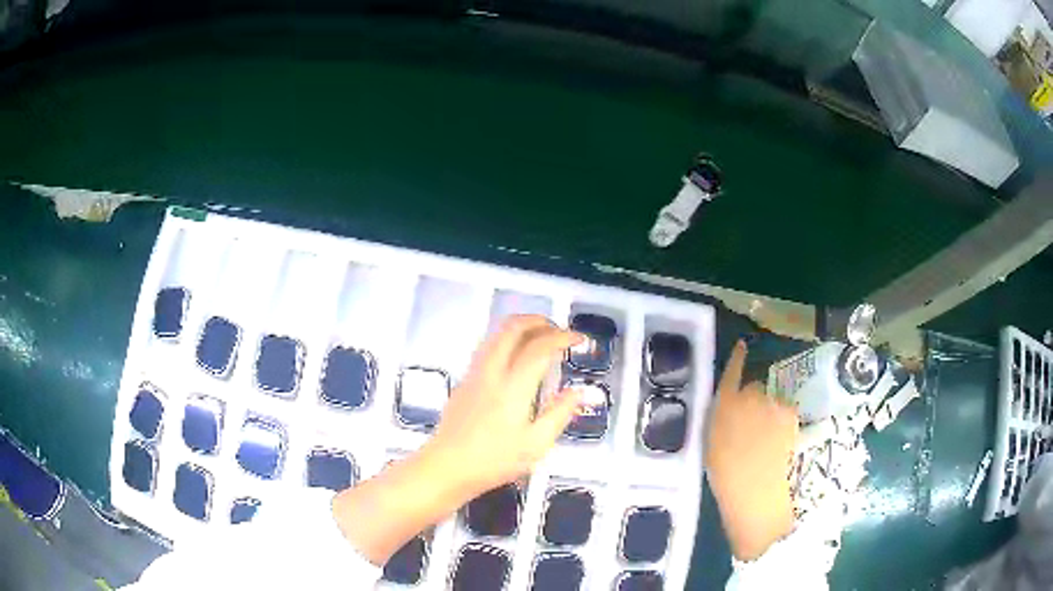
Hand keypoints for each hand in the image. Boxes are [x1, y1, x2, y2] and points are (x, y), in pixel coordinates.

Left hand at [332, 315, 582, 564]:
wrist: (446, 468)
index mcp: (513, 387)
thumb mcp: (536, 445)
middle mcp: (491, 372)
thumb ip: (560, 413)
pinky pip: (487, 347)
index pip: (540, 347)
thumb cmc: (494, 461)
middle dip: (539, 321)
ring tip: (541, 339)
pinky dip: (507, 341)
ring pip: (496, 334)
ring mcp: (474, 374)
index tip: (579, 340)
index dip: (563, 337)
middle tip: (559, 332)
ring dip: (521, 328)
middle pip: (512, 328)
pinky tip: (516, 359)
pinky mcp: (464, 381)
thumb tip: (581, 391)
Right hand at [706, 340, 797, 560]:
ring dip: (769, 413)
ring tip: (765, 441)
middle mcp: (750, 397)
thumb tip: (728, 404)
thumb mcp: (712, 443)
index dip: (737, 359)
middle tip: (751, 426)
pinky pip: (785, 413)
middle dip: (753, 400)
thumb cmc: (725, 474)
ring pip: (772, 402)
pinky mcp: (791, 415)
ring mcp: (773, 404)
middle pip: (754, 388)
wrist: (756, 491)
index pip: (731, 373)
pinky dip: (783, 423)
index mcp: (724, 405)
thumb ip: (720, 417)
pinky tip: (778, 442)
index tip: (742, 346)